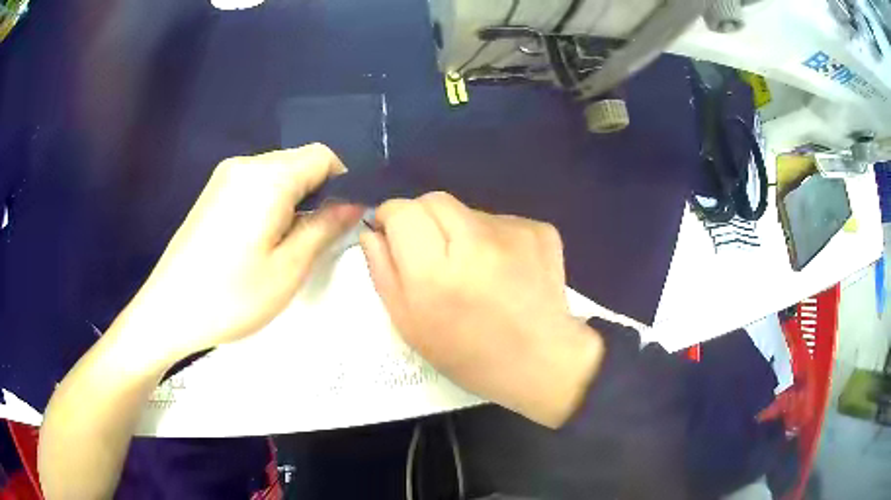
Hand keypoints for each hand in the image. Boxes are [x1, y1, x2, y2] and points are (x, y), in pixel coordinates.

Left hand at [119, 144, 362, 365]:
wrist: (169, 311)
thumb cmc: (231, 296)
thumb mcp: (289, 268)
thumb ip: (325, 227)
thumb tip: (353, 202)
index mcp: (267, 177)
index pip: (323, 156)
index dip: (343, 181)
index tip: (343, 218)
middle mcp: (245, 165)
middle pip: (299, 162)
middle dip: (317, 193)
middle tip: (313, 239)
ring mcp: (225, 176)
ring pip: (278, 174)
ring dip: (293, 200)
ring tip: (284, 244)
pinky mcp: (213, 192)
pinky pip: (255, 184)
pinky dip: (270, 203)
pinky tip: (259, 239)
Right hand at [360, 192, 602, 426]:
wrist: (540, 361)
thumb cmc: (467, 354)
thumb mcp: (409, 324)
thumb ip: (383, 271)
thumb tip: (372, 231)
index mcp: (436, 272)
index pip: (402, 210)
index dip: (392, 218)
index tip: (394, 234)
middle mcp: (476, 242)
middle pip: (433, 200)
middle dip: (422, 219)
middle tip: (433, 254)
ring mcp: (514, 233)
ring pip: (467, 211)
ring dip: (460, 231)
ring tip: (474, 270)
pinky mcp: (540, 230)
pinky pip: (499, 221)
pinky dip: (492, 238)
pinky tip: (502, 270)